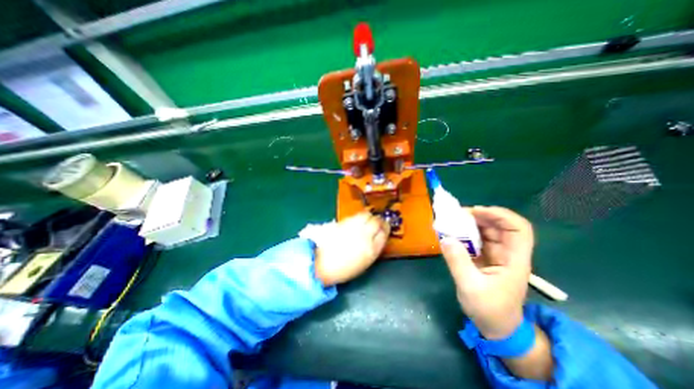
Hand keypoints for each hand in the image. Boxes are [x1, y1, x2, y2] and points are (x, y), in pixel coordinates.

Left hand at [313, 213, 388, 284]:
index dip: (385, 228)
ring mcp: (353, 227)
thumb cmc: (343, 269)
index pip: (384, 233)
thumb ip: (373, 248)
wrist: (321, 264)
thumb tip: (376, 236)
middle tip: (377, 222)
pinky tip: (357, 221)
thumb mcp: (364, 263)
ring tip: (368, 219)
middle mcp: (364, 235)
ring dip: (369, 216)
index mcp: (371, 249)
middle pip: (376, 221)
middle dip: (378, 220)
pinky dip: (359, 217)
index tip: (385, 227)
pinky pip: (355, 216)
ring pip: (366, 215)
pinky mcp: (343, 222)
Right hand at [441, 207, 532, 339]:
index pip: (519, 229)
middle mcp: (508, 253)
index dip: (501, 215)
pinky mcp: (486, 257)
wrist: (496, 327)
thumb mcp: (470, 287)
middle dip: (481, 216)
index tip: (476, 211)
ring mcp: (497, 254)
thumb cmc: (489, 310)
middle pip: (501, 226)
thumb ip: (458, 261)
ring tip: (453, 221)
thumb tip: (445, 238)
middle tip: (458, 214)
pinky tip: (453, 233)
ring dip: (471, 223)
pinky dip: (465, 233)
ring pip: (488, 230)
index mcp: (514, 260)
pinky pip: (477, 239)